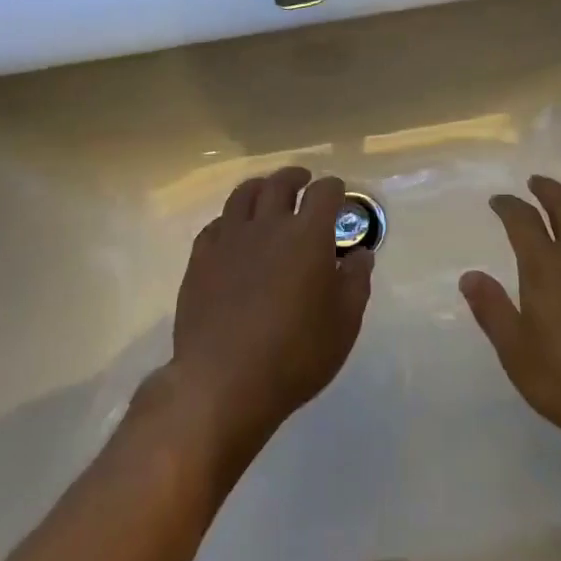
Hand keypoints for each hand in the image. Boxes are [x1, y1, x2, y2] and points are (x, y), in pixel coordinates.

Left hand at [165, 168, 372, 466]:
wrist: (222, 383)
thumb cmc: (294, 354)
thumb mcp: (344, 324)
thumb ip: (356, 282)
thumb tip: (360, 254)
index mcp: (308, 234)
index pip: (324, 192)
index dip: (334, 188)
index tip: (338, 195)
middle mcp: (269, 224)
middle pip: (280, 183)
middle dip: (296, 177)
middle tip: (303, 181)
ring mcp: (230, 239)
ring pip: (243, 195)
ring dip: (260, 188)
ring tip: (266, 194)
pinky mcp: (200, 260)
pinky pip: (216, 225)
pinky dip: (230, 220)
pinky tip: (233, 232)